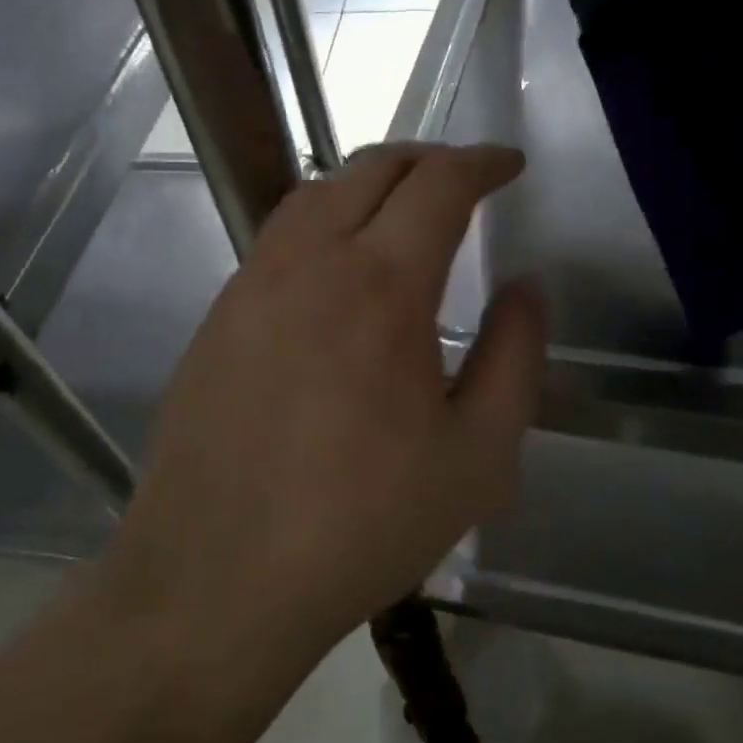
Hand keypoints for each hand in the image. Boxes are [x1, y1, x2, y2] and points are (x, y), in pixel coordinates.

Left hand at [102, 144, 545, 669]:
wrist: (216, 581)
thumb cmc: (363, 524)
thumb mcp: (478, 456)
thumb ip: (515, 358)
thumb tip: (525, 288)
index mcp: (381, 286)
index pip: (438, 185)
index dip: (480, 163)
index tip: (509, 164)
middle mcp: (309, 263)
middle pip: (370, 170)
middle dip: (426, 160)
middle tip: (462, 179)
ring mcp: (251, 286)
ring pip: (314, 195)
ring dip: (367, 183)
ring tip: (401, 211)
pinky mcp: (217, 319)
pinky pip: (277, 240)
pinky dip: (322, 223)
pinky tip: (337, 271)